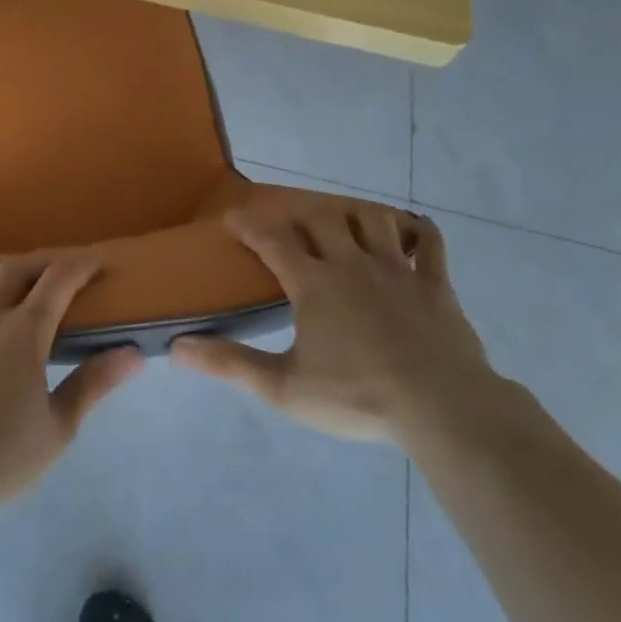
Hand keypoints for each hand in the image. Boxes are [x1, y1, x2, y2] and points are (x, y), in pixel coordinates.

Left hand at [0, 255, 143, 507]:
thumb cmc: (0, 457)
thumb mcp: (58, 427)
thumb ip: (93, 383)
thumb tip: (134, 354)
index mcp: (24, 332)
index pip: (58, 281)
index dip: (79, 265)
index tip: (93, 260)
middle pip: (14, 271)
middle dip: (38, 265)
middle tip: (52, 272)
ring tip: (3, 277)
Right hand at [172, 200, 494, 444]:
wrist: (442, 408)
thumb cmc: (357, 396)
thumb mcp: (284, 387)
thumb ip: (231, 364)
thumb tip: (177, 347)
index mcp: (314, 284)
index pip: (272, 240)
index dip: (249, 224)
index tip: (233, 216)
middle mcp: (352, 264)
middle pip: (322, 218)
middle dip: (300, 213)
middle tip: (290, 221)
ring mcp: (397, 271)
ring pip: (373, 220)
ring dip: (354, 214)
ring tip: (345, 223)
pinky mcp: (435, 285)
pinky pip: (429, 245)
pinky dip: (419, 232)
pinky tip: (411, 232)